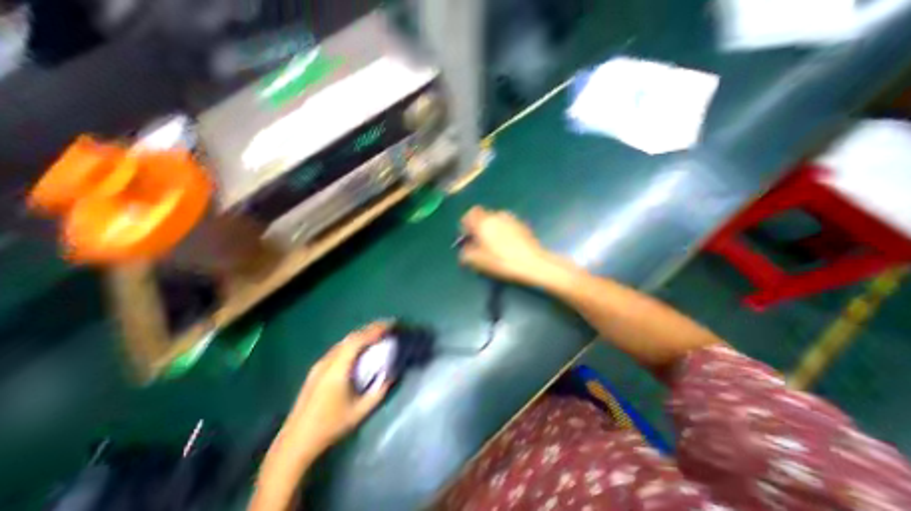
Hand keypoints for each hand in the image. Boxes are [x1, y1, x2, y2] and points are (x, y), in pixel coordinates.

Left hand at [280, 322, 388, 456]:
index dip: (375, 330)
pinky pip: (339, 348)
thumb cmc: (330, 427)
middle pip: (352, 337)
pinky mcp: (317, 369)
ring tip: (377, 335)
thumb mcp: (361, 411)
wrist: (295, 443)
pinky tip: (360, 348)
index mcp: (337, 369)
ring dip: (362, 335)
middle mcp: (327, 361)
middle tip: (388, 327)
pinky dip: (354, 343)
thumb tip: (392, 373)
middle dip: (371, 329)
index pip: (358, 340)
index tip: (391, 325)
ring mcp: (320, 364)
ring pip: (345, 341)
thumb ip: (379, 390)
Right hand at [459, 208, 566, 287]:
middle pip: (483, 217)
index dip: (466, 224)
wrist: (532, 263)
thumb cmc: (501, 261)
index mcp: (484, 222)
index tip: (467, 237)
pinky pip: (507, 225)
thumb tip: (465, 250)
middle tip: (479, 243)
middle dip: (479, 227)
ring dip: (492, 229)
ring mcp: (511, 219)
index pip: (470, 214)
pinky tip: (507, 246)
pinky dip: (503, 232)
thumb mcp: (478, 261)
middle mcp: (497, 216)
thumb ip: (466, 253)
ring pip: (496, 220)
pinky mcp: (522, 225)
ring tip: (494, 246)